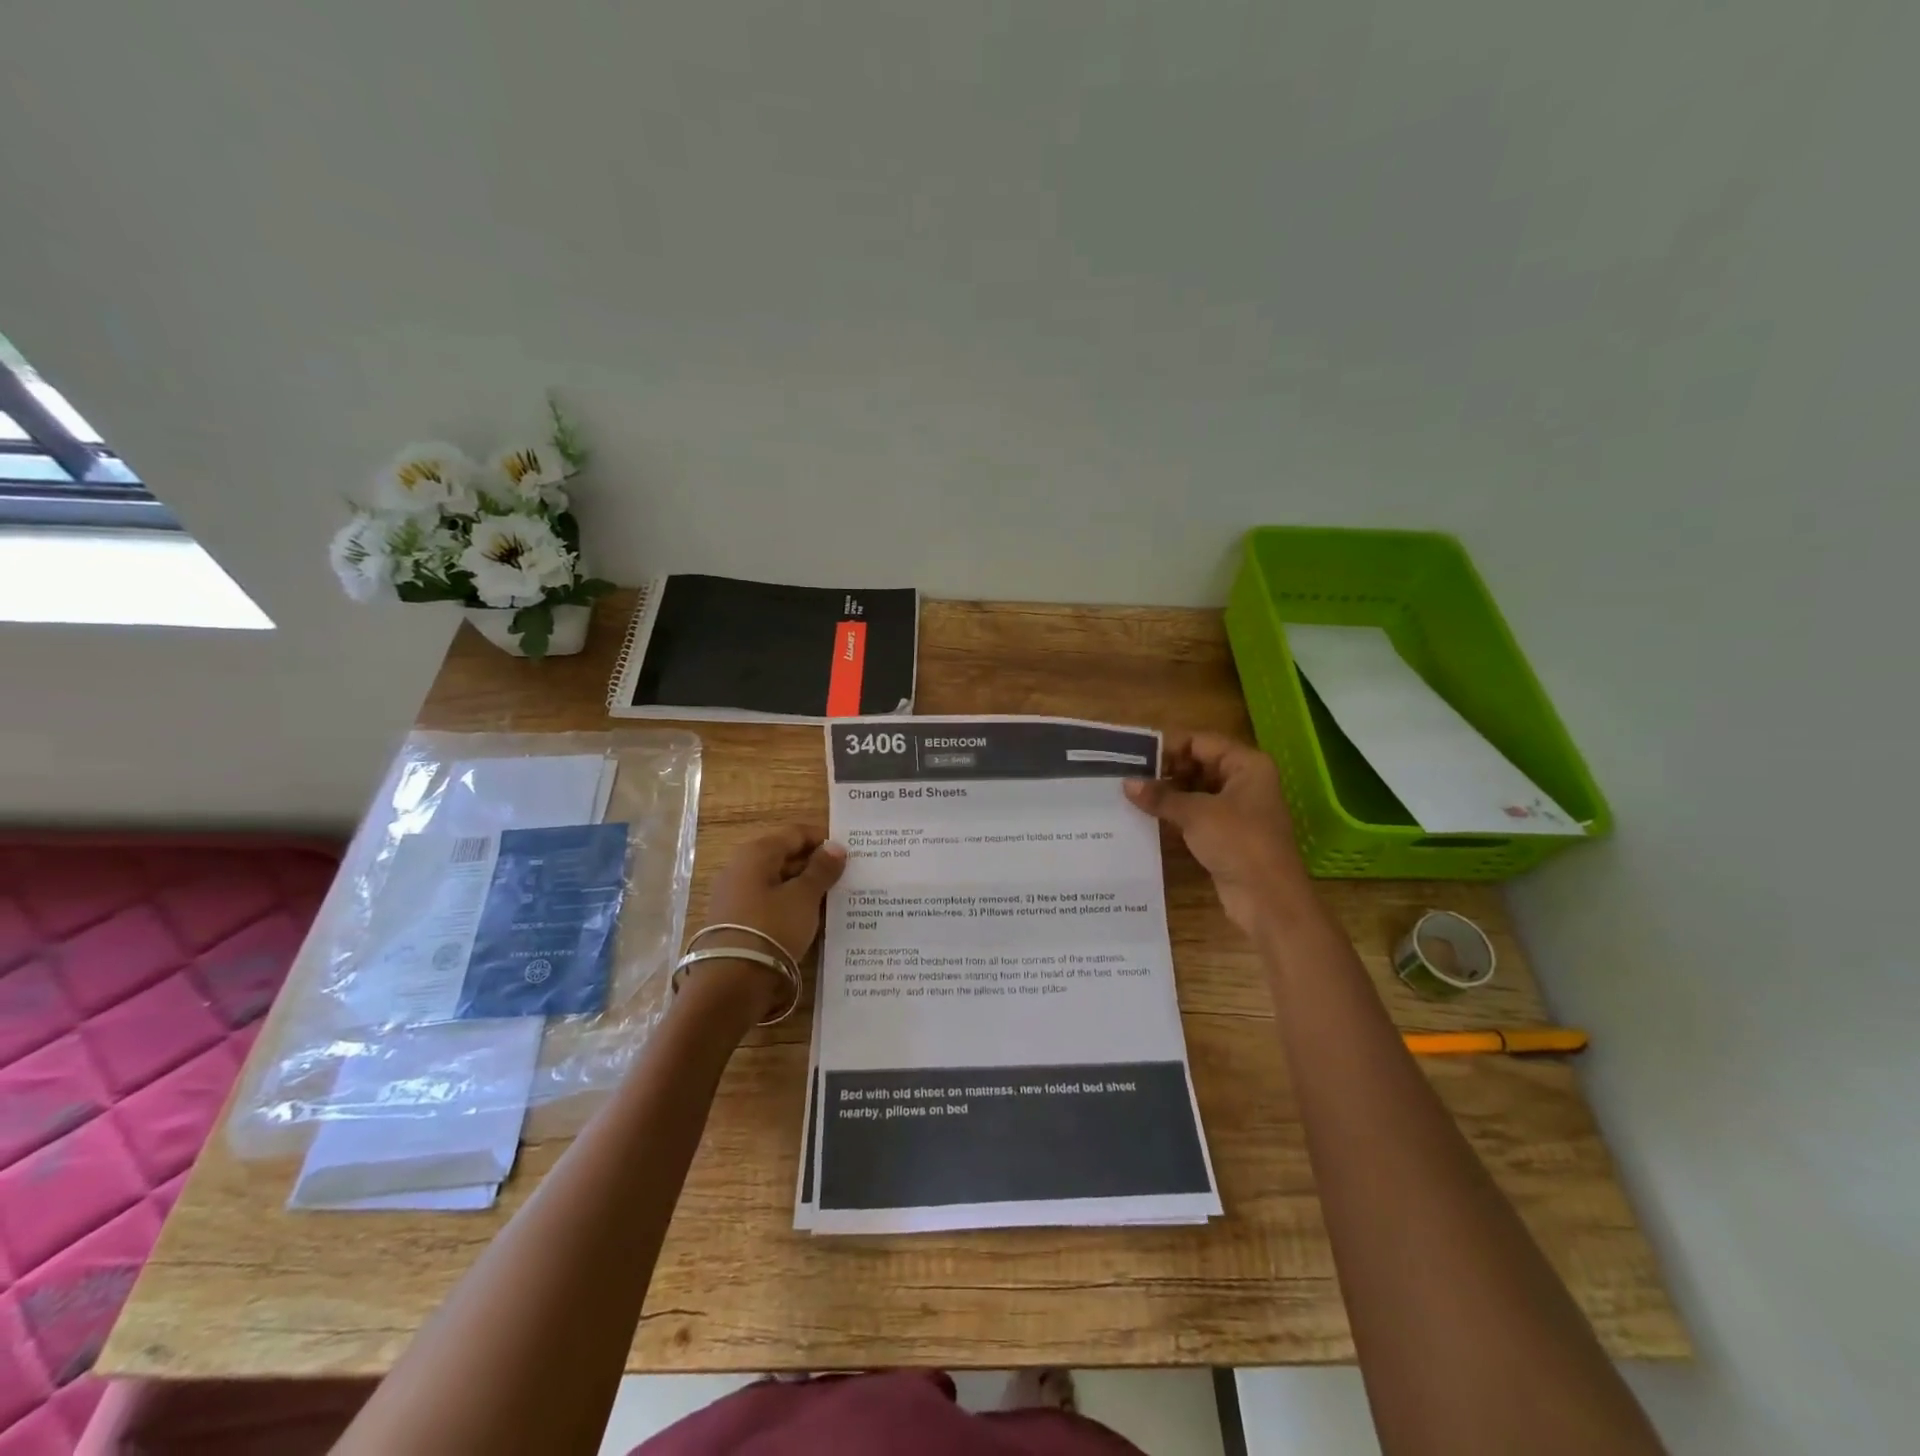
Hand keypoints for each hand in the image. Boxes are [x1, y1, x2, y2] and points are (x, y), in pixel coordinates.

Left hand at [695, 826, 846, 1015]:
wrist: (730, 982)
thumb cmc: (772, 928)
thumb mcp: (804, 897)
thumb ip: (821, 870)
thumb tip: (835, 846)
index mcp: (756, 852)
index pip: (795, 833)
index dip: (823, 839)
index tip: (849, 853)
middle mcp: (740, 867)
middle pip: (784, 856)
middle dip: (814, 864)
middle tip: (845, 877)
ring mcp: (734, 894)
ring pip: (776, 881)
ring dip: (803, 886)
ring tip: (832, 899)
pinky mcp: (734, 920)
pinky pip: (768, 902)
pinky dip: (789, 904)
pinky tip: (808, 918)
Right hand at [1125, 731, 1308, 936]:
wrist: (1268, 899)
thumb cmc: (1239, 843)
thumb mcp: (1196, 813)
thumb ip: (1161, 796)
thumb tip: (1127, 783)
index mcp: (1246, 765)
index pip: (1200, 742)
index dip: (1167, 747)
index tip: (1133, 755)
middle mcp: (1243, 782)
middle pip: (1197, 765)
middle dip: (1164, 771)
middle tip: (1126, 776)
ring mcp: (1236, 810)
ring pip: (1194, 791)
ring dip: (1166, 794)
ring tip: (1129, 795)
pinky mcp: (1226, 834)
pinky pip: (1195, 815)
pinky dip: (1173, 814)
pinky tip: (1145, 817)